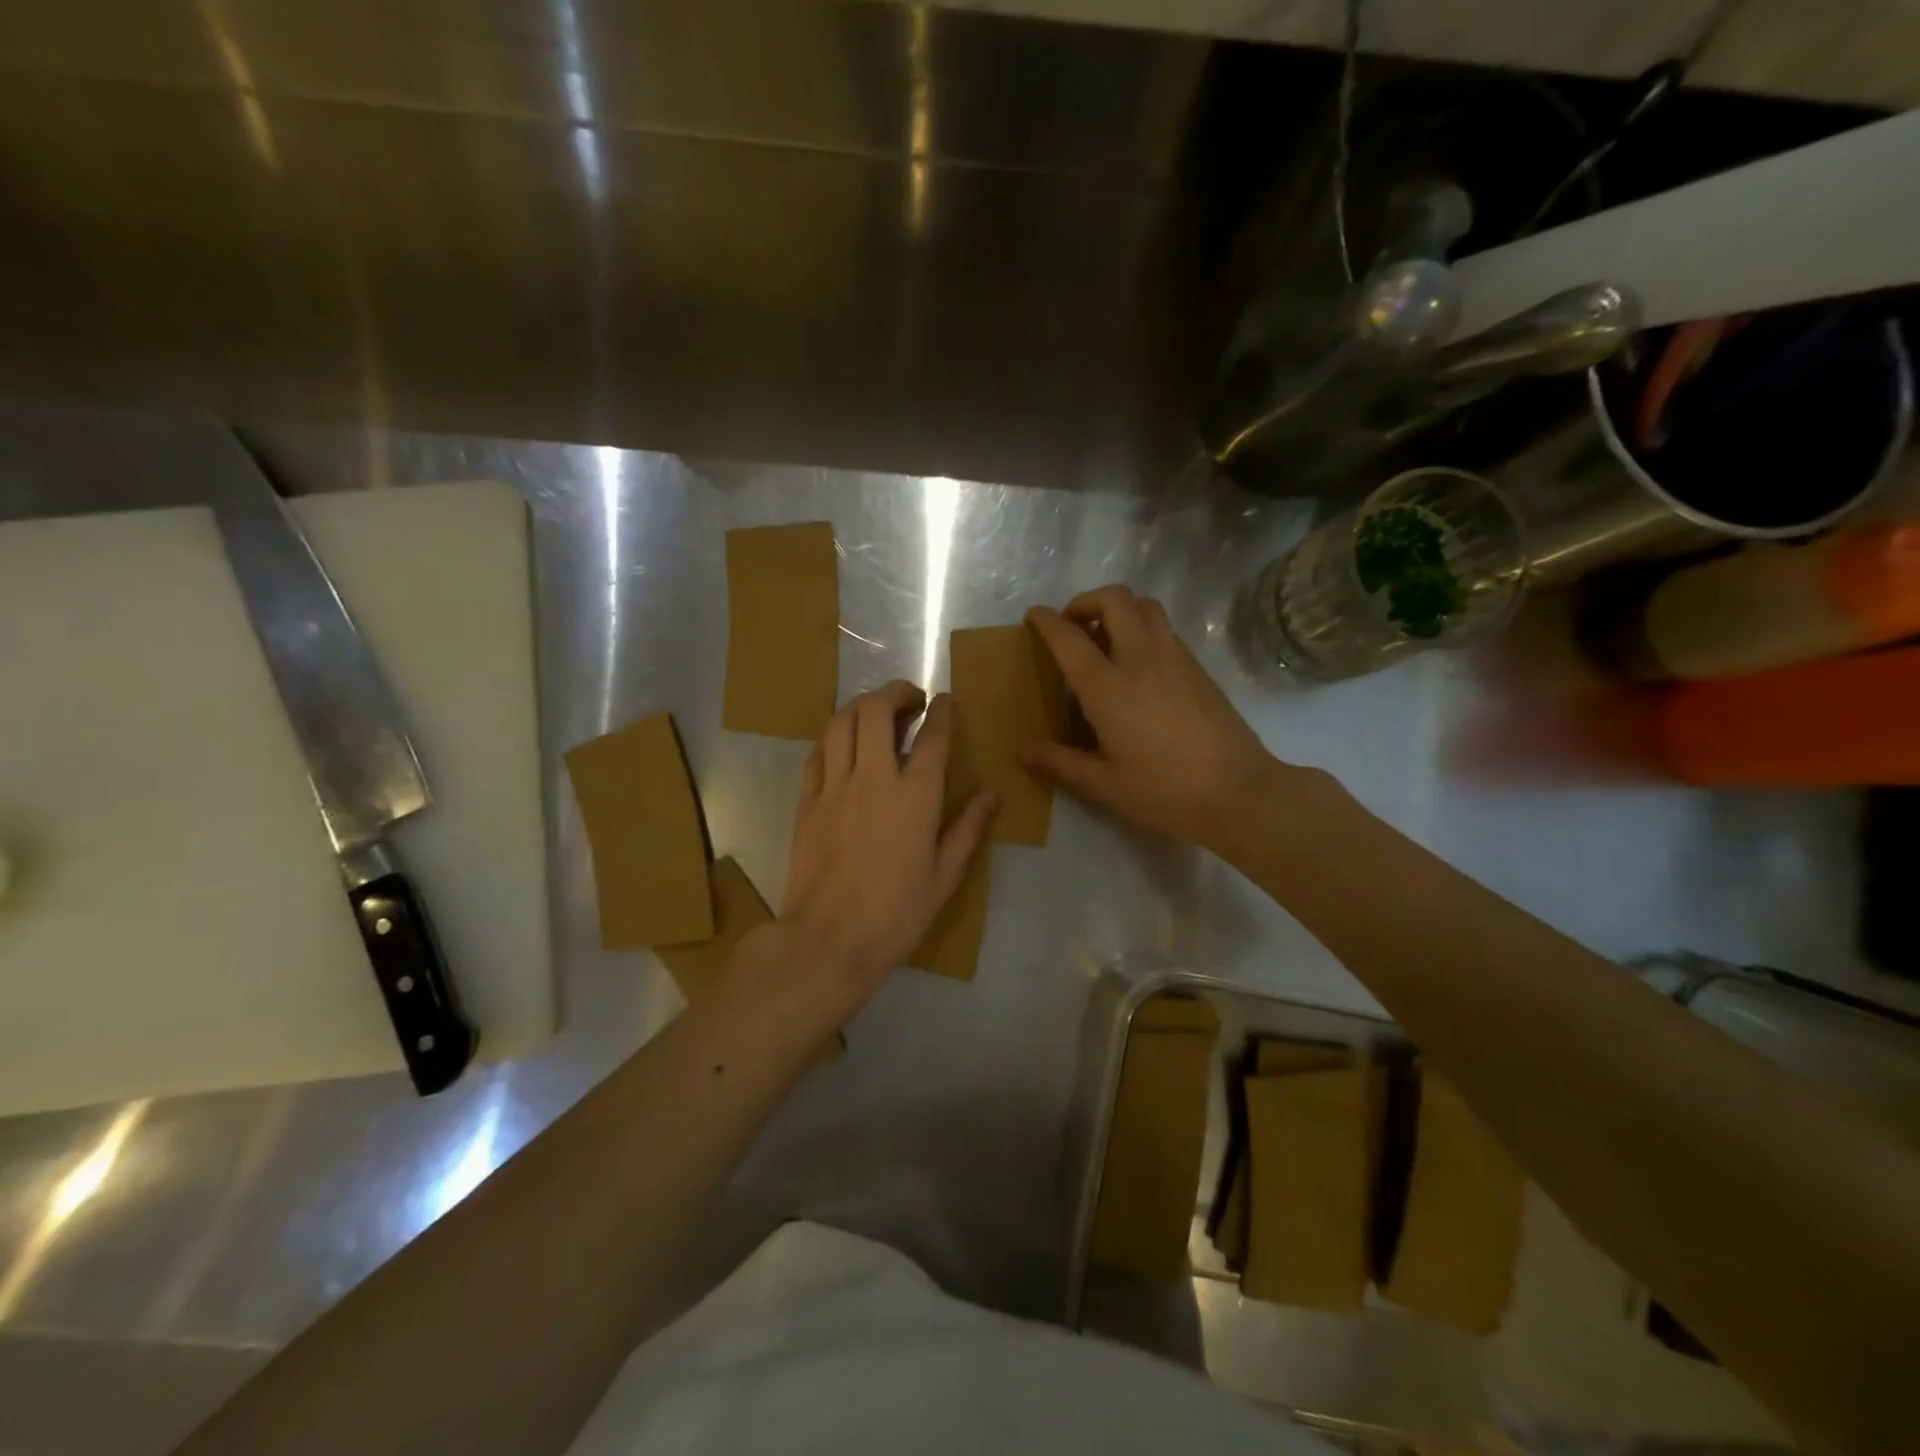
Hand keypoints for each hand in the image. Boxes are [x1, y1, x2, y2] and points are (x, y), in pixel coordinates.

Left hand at [779, 680, 995, 999]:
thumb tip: (991, 795)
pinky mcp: (806, 802)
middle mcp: (873, 779)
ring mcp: (833, 787)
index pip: (933, 737)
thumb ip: (967, 830)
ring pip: (840, 722)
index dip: (942, 712)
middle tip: (910, 700)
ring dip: (860, 707)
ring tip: (875, 714)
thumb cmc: (895, 915)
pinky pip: (817, 753)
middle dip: (896, 693)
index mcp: (915, 798)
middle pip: (876, 710)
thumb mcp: (944, 877)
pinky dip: (833, 738)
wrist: (828, 941)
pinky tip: (843, 747)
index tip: (945, 701)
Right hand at [1023, 586, 1290, 853]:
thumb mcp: (1104, 785)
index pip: (1069, 637)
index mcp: (1108, 687)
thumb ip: (1060, 763)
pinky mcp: (1198, 667)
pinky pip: (1165, 628)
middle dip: (1086, 600)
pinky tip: (1139, 664)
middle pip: (1114, 598)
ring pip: (1145, 606)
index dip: (1046, 620)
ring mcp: (1175, 658)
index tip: (1034, 616)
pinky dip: (1144, 628)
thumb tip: (1023, 751)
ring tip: (1106, 638)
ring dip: (1119, 608)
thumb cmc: (1164, 792)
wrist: (1239, 793)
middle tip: (1073, 626)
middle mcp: (1140, 659)